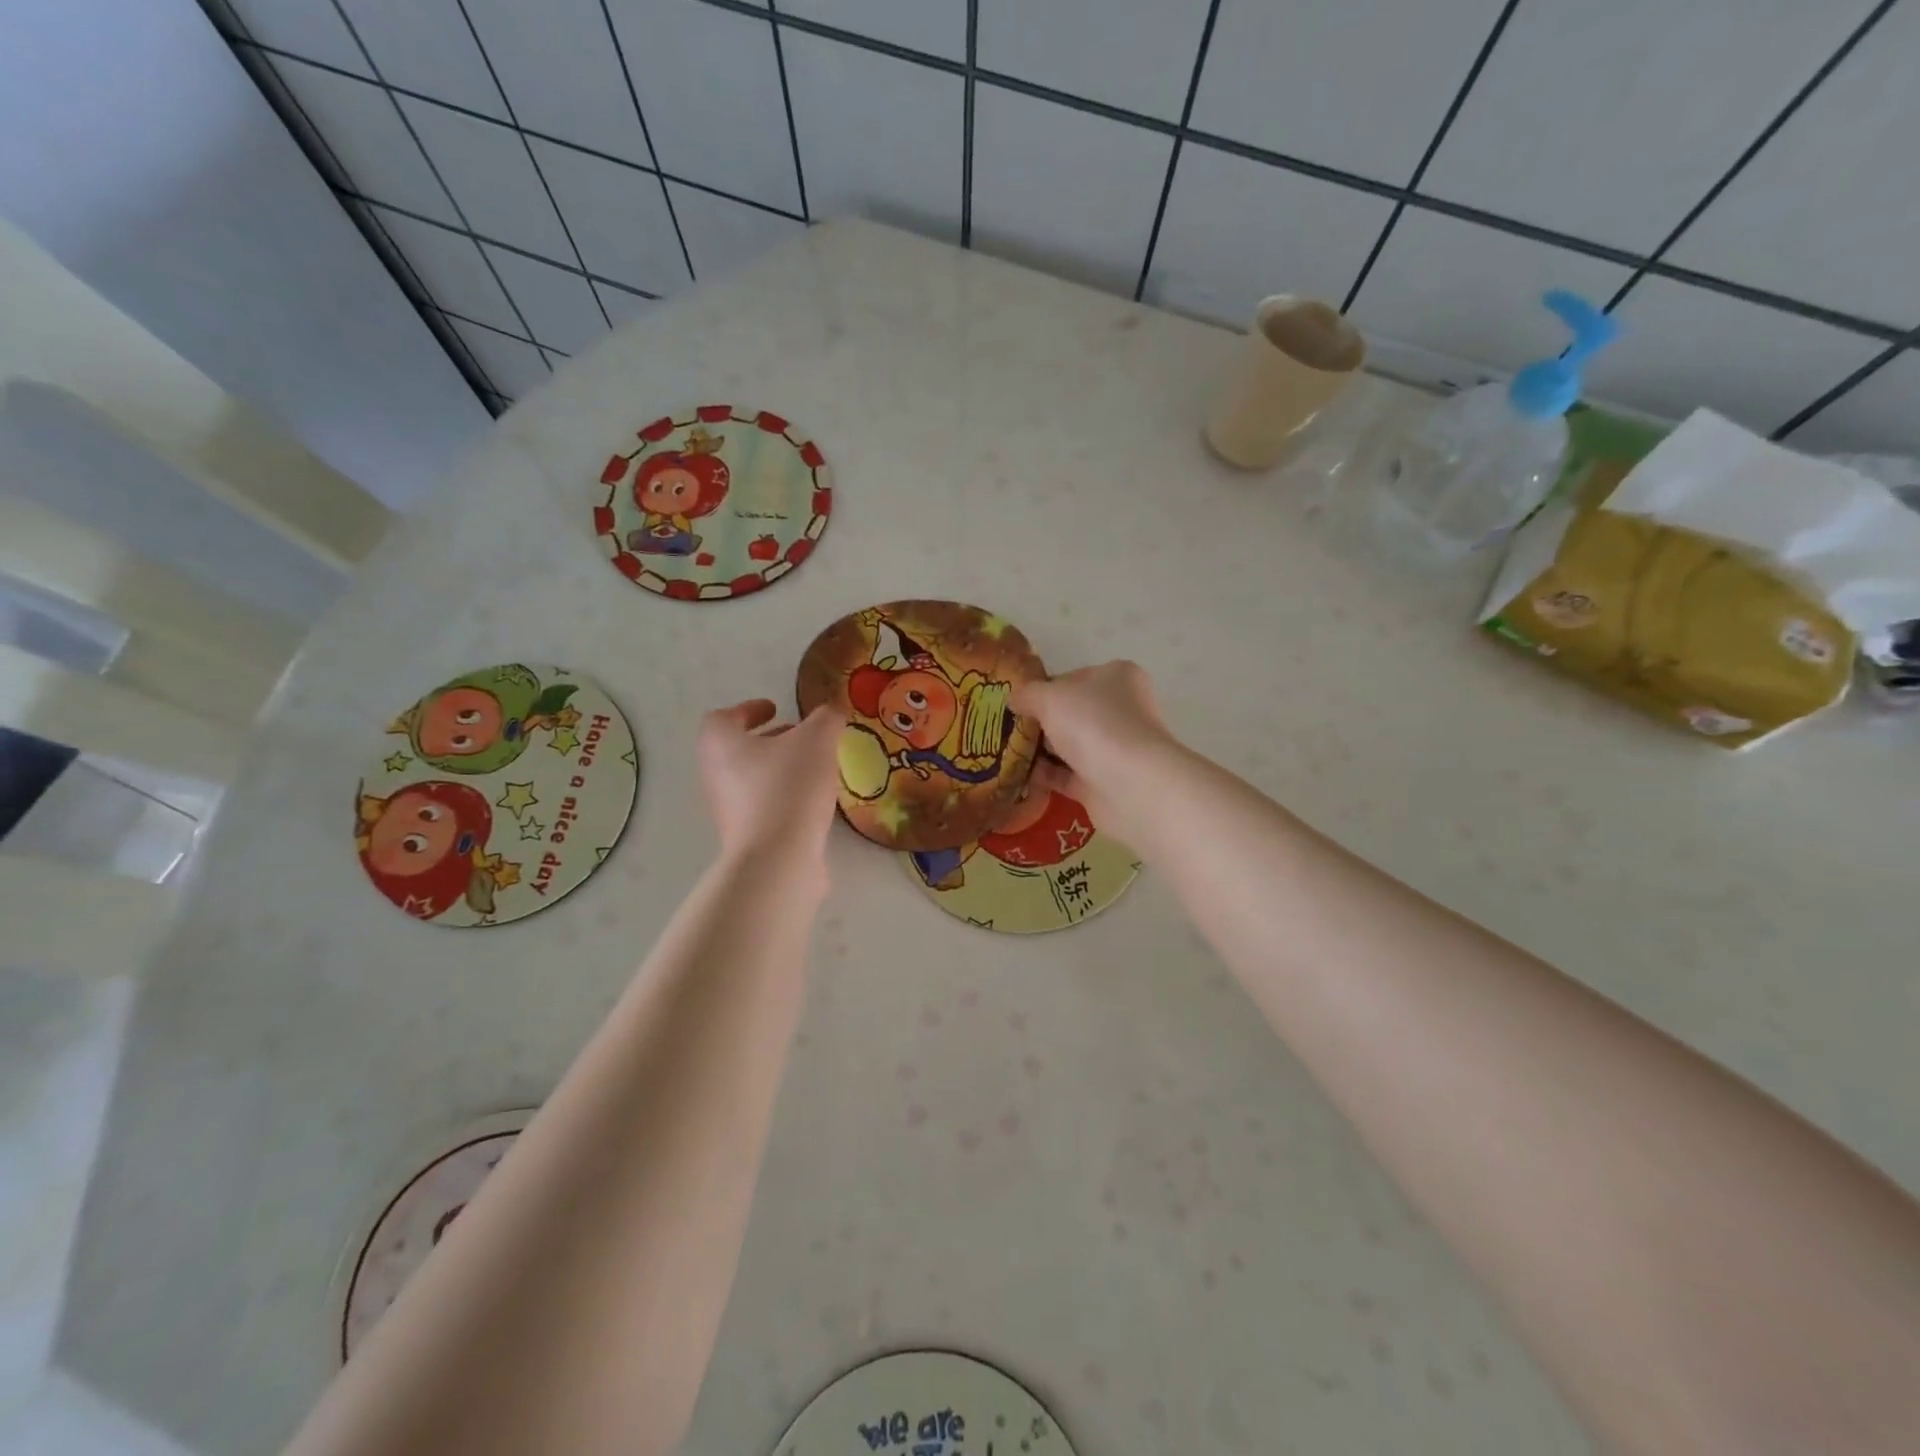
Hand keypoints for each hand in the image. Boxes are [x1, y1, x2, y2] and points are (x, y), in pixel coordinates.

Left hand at [696, 700, 840, 867]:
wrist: (777, 860)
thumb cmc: (788, 788)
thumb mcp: (817, 740)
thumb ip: (826, 719)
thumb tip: (831, 712)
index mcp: (720, 744)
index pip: (722, 718)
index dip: (748, 709)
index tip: (775, 709)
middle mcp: (715, 775)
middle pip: (737, 749)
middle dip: (769, 740)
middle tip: (800, 737)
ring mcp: (728, 810)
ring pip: (752, 779)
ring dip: (780, 769)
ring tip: (815, 769)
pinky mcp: (746, 837)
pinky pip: (764, 807)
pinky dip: (785, 798)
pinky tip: (815, 802)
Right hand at [1014, 662, 1178, 846]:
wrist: (1129, 784)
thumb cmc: (1093, 724)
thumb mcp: (1049, 697)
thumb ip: (1028, 694)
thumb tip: (1014, 699)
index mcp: (1117, 677)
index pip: (1073, 677)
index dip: (1044, 688)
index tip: (1018, 701)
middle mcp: (1122, 710)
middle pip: (1072, 712)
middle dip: (1042, 721)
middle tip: (1009, 728)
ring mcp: (1116, 748)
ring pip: (1071, 745)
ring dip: (1042, 750)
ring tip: (1006, 752)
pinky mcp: (1107, 782)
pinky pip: (1069, 775)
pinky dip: (1047, 775)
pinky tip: (1020, 775)